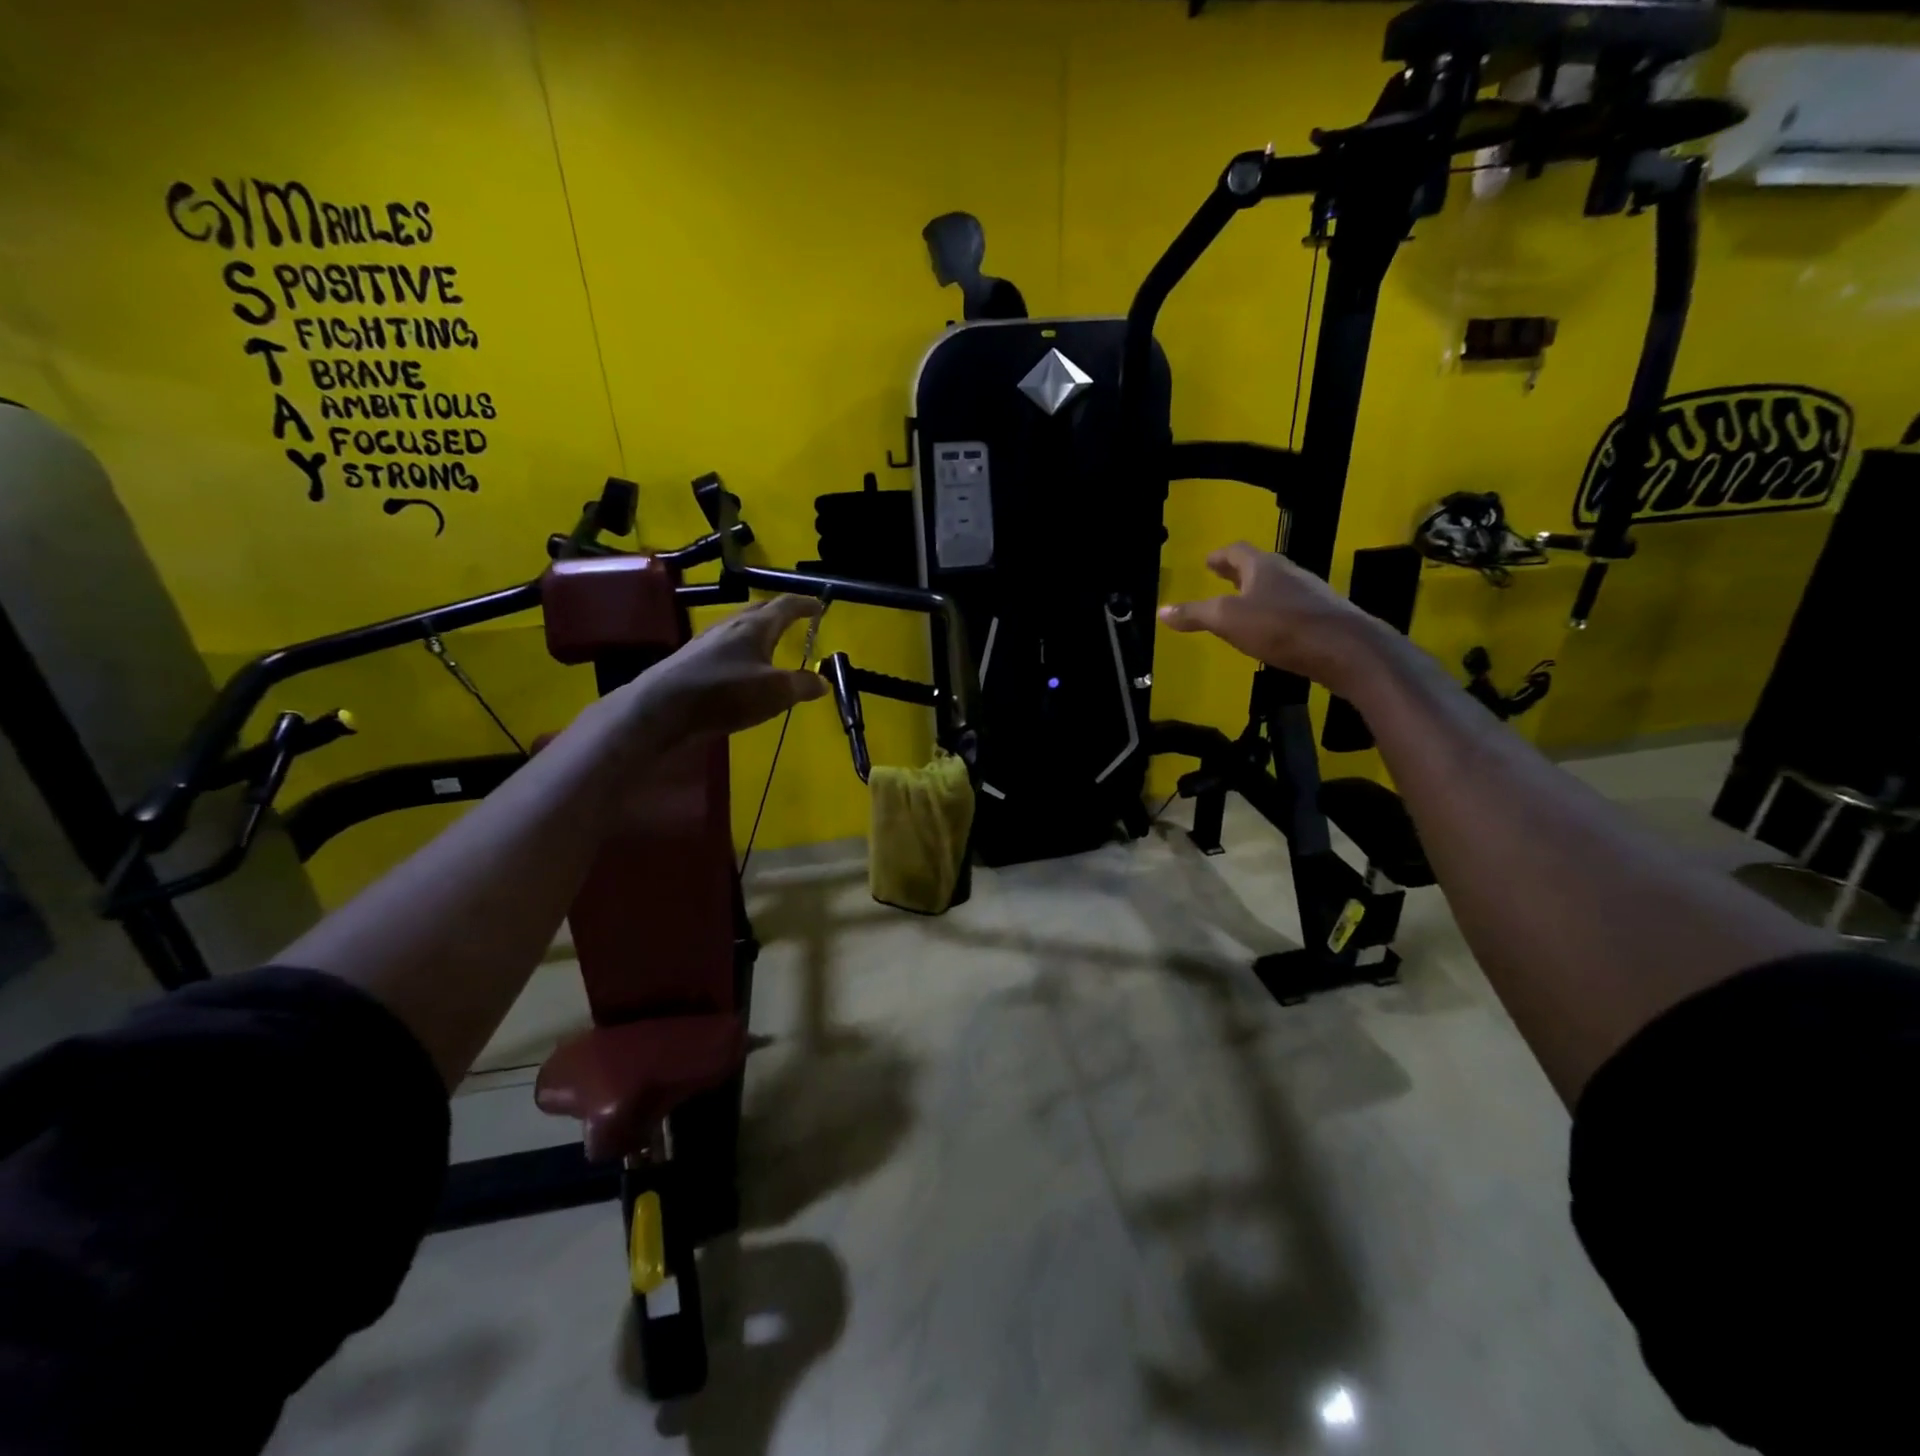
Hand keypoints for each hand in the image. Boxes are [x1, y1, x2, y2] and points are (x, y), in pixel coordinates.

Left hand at [621, 594, 827, 745]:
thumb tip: (822, 681)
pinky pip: (727, 646)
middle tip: (798, 620)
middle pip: (761, 610)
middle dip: (781, 613)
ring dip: (761, 632)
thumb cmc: (725, 693)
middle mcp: (732, 625)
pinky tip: (743, 668)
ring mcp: (709, 641)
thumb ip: (802, 685)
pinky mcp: (693, 659)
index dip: (805, 604)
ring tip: (773, 644)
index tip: (820, 606)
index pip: (786, 604)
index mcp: (756, 626)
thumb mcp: (775, 692)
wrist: (662, 708)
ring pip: (742, 628)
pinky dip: (744, 649)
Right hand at [1158, 542, 1377, 688]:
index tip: (1208, 561)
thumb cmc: (1281, 627)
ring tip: (1244, 606)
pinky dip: (1276, 613)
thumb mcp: (1228, 621)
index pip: (1237, 551)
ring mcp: (1311, 595)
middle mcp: (1289, 573)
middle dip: (1238, 573)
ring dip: (1259, 593)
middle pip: (1260, 567)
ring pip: (1278, 587)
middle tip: (1221, 578)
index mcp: (1263, 567)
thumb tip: (1161, 611)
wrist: (1346, 650)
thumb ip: (1195, 615)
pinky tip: (1272, 631)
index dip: (1220, 556)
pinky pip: (1293, 609)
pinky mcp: (1325, 618)